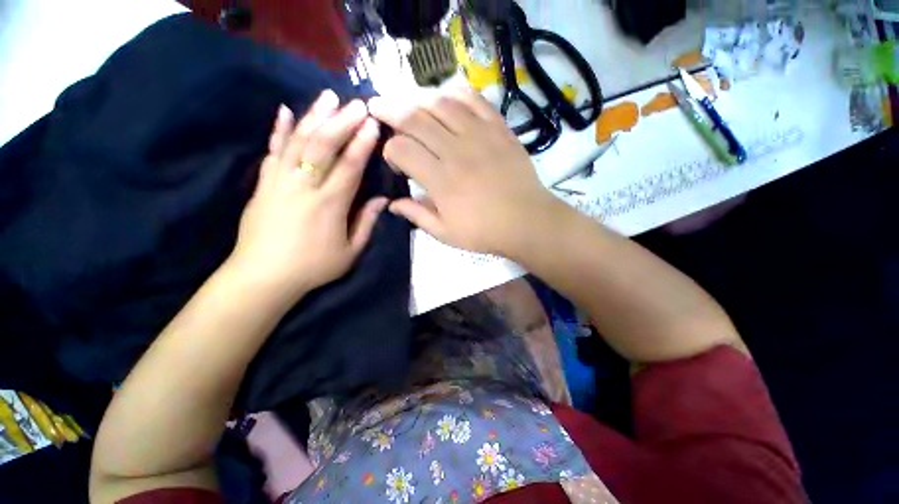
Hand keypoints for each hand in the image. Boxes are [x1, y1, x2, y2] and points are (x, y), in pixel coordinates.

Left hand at [226, 90, 386, 299]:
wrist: (263, 276)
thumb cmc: (313, 267)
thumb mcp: (350, 252)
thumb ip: (366, 223)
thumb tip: (382, 200)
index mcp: (330, 205)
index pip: (349, 166)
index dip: (362, 144)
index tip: (372, 123)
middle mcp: (304, 187)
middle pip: (323, 147)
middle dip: (342, 122)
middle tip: (357, 104)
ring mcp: (279, 182)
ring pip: (297, 142)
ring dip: (315, 117)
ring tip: (328, 97)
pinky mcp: (263, 184)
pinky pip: (272, 152)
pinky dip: (279, 131)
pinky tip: (285, 111)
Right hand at [367, 89, 561, 255]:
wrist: (527, 221)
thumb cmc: (484, 232)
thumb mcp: (446, 234)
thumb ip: (417, 215)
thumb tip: (392, 204)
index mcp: (441, 181)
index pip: (401, 149)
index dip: (389, 149)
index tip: (394, 160)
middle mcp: (456, 152)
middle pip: (415, 119)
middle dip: (390, 110)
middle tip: (379, 107)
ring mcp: (480, 136)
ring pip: (441, 103)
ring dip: (418, 99)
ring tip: (409, 102)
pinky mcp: (499, 129)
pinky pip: (474, 100)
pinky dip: (455, 94)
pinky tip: (445, 97)